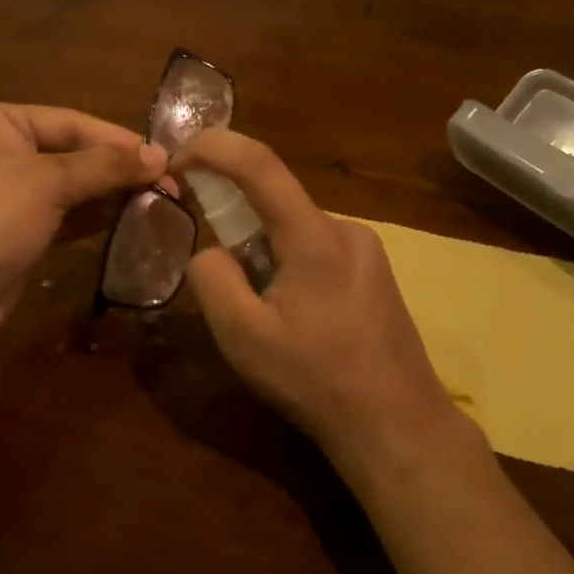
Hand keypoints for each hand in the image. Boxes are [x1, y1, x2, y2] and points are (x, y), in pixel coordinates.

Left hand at [0, 103, 165, 350]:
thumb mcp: (49, 184)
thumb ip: (105, 166)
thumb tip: (159, 155)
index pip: (71, 122)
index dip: (119, 140)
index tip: (165, 158)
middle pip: (72, 151)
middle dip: (116, 169)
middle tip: (167, 183)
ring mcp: (6, 191)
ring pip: (69, 185)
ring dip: (108, 194)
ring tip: (156, 201)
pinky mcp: (15, 227)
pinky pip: (61, 213)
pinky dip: (91, 217)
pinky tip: (127, 220)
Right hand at [171, 130, 483, 470]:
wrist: (397, 426)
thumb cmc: (316, 381)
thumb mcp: (243, 337)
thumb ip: (212, 279)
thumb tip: (209, 250)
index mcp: (316, 238)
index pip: (260, 164)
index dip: (213, 147)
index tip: (176, 157)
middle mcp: (347, 230)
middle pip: (276, 203)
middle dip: (235, 223)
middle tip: (220, 277)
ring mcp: (367, 251)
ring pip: (295, 230)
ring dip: (264, 252)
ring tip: (264, 315)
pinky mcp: (375, 273)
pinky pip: (317, 250)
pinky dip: (289, 265)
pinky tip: (295, 319)